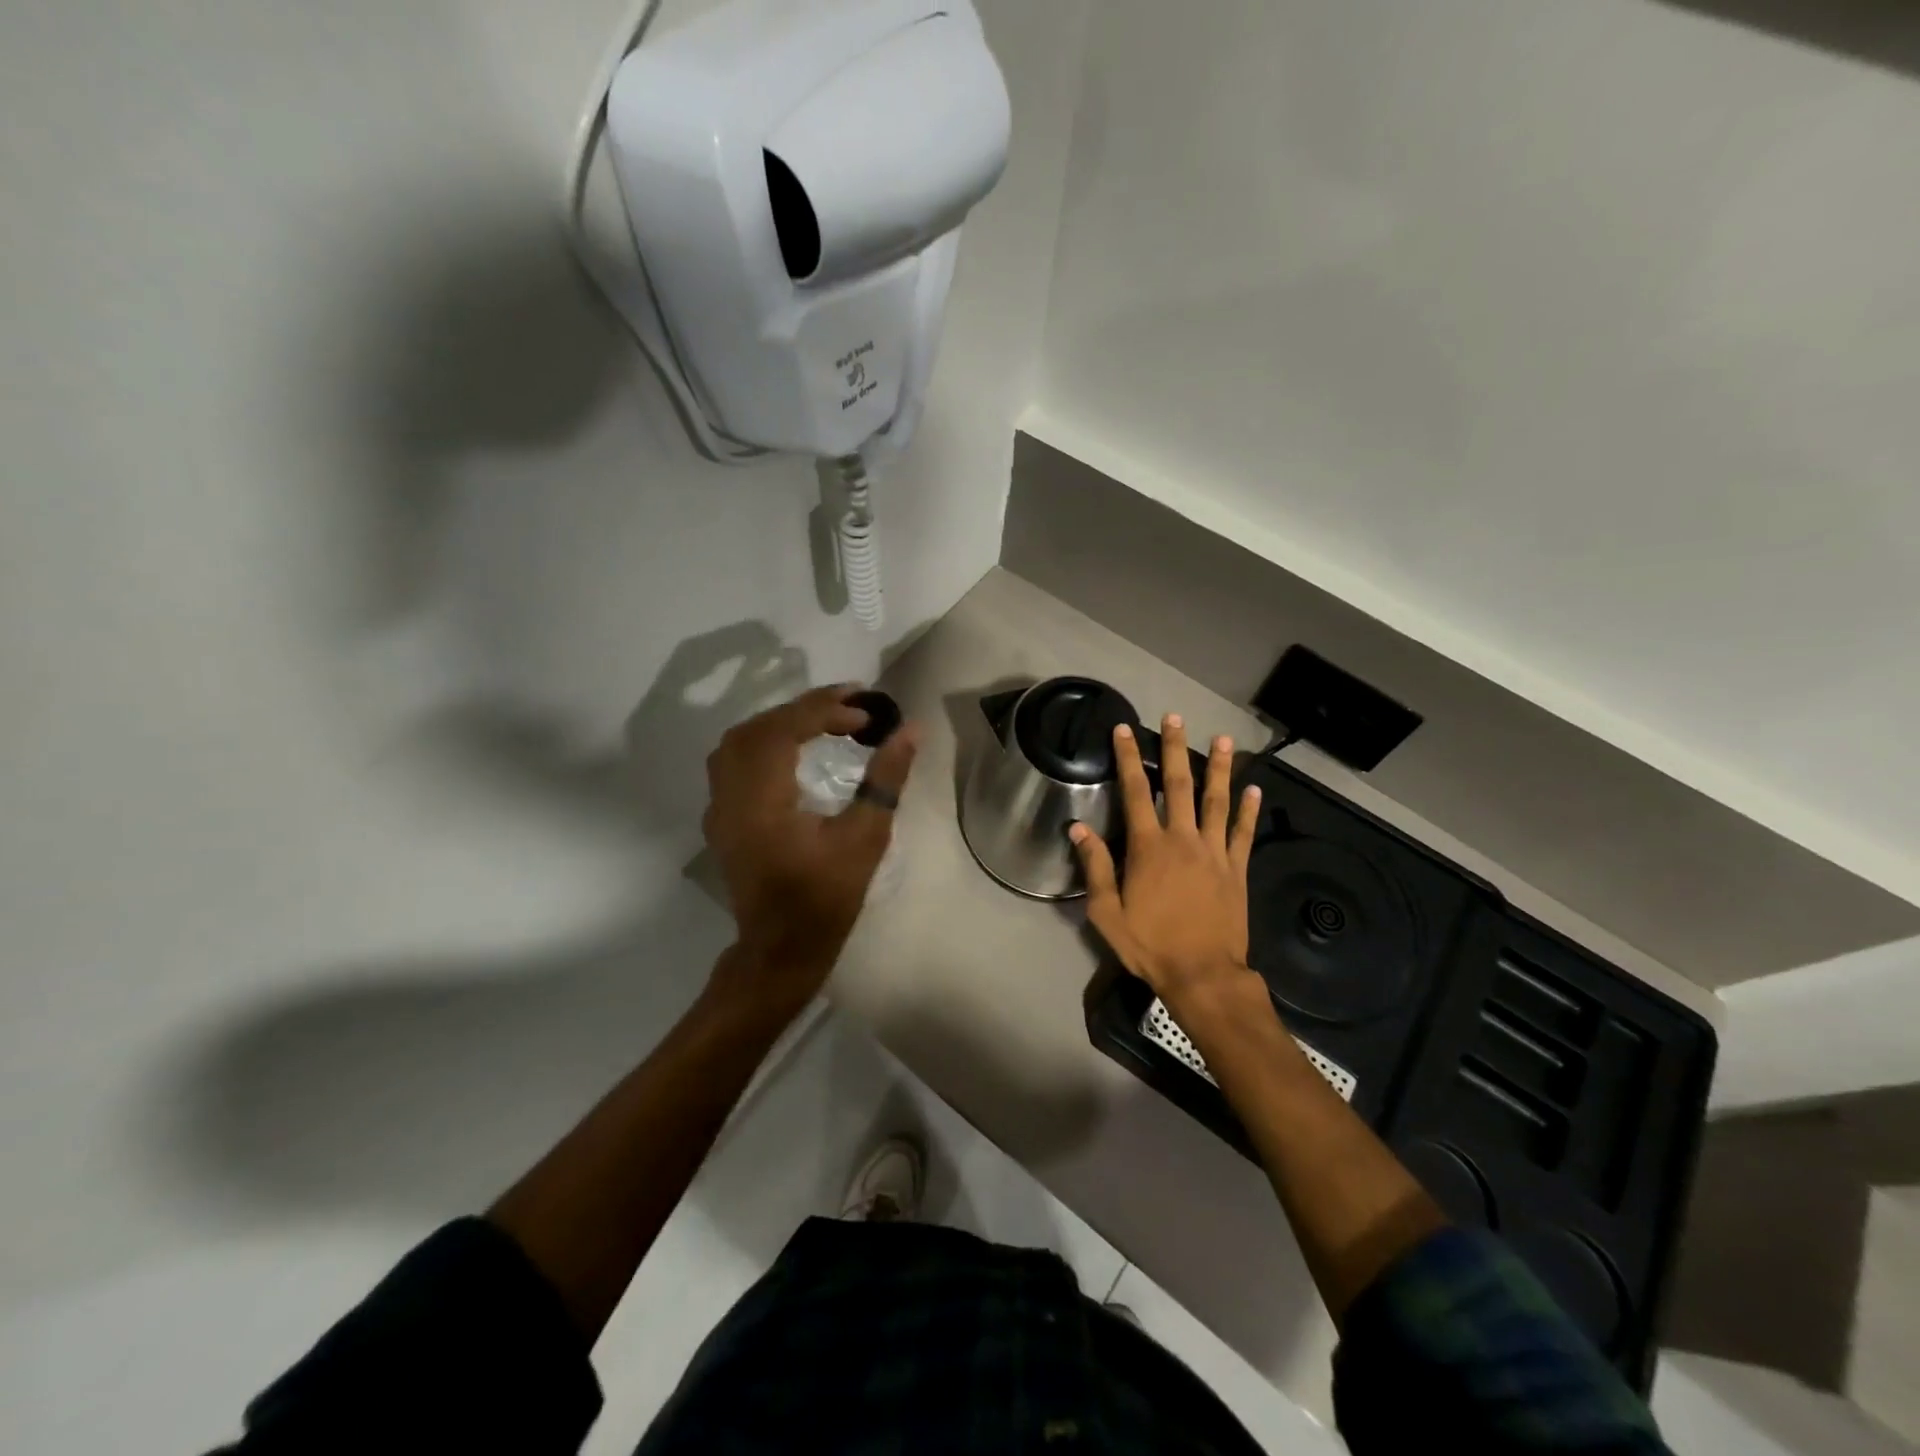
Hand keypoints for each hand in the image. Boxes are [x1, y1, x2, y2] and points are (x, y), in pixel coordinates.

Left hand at [702, 685, 918, 1006]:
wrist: (781, 950)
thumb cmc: (826, 899)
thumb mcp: (865, 839)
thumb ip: (885, 780)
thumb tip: (910, 730)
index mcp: (761, 801)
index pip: (784, 730)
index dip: (824, 710)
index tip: (866, 711)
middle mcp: (730, 797)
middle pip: (757, 728)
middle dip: (803, 709)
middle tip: (849, 705)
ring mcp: (719, 809)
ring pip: (739, 742)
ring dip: (780, 722)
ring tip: (823, 720)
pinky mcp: (721, 819)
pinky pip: (733, 762)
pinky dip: (764, 742)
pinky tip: (793, 749)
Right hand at [1070, 714, 1262, 1011]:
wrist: (1203, 975)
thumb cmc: (1150, 945)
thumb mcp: (1107, 912)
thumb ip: (1096, 866)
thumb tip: (1078, 828)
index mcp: (1148, 848)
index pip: (1135, 792)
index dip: (1128, 758)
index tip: (1124, 730)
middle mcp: (1183, 840)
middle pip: (1178, 785)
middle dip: (1174, 748)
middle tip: (1174, 718)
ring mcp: (1214, 852)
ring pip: (1217, 801)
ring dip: (1219, 768)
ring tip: (1222, 739)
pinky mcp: (1237, 869)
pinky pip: (1244, 833)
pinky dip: (1249, 810)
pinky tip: (1254, 789)